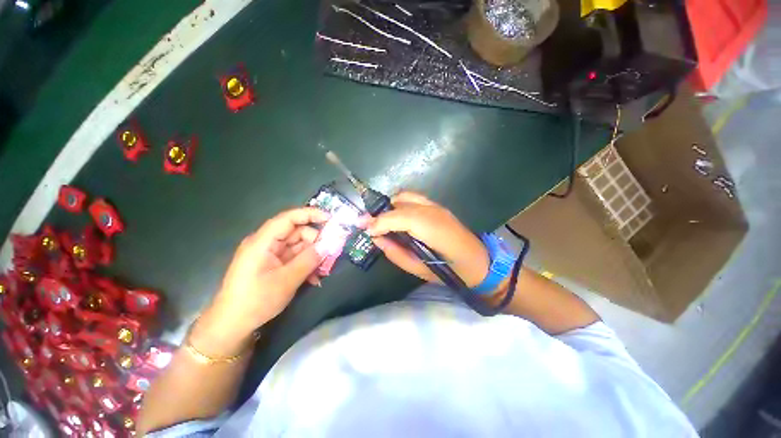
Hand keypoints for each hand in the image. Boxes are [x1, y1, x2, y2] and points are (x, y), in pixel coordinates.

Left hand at [192, 208, 328, 356]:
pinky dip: (306, 264)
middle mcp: (266, 243)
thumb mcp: (287, 280)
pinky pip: (295, 258)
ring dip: (313, 256)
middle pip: (296, 232)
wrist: (232, 326)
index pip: (288, 218)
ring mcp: (270, 254)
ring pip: (298, 246)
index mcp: (263, 241)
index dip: (310, 214)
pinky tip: (314, 278)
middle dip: (316, 241)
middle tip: (332, 253)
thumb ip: (310, 259)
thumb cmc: (255, 301)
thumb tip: (331, 243)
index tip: (331, 219)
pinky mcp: (273, 264)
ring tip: (324, 270)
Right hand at [364, 192, 488, 287]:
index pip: (401, 217)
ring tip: (381, 221)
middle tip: (369, 225)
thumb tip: (376, 239)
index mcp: (434, 230)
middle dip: (381, 213)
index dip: (380, 222)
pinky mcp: (438, 206)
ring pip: (406, 196)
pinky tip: (396, 217)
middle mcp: (434, 212)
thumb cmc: (450, 272)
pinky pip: (413, 198)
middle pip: (401, 203)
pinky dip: (399, 204)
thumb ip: (396, 253)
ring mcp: (437, 206)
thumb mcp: (419, 270)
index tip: (366, 230)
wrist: (479, 262)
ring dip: (390, 207)